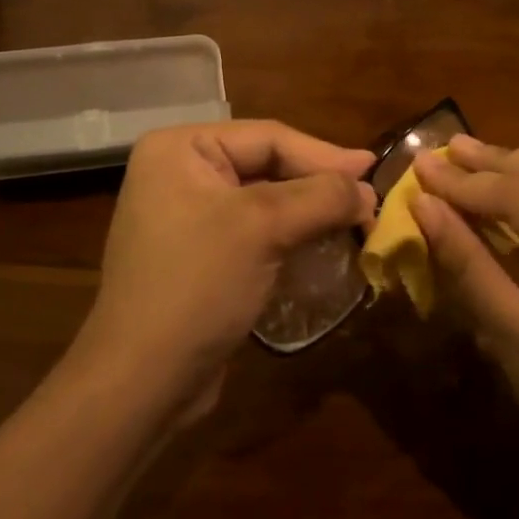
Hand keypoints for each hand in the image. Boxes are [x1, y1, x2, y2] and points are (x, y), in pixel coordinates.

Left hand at [78, 121, 375, 419]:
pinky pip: (254, 231)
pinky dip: (291, 236)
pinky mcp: (198, 255)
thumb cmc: (198, 285)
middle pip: (267, 165)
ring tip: (357, 222)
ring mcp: (186, 216)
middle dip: (319, 185)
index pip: (268, 137)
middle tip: (371, 200)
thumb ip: (322, 197)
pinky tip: (323, 246)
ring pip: (265, 201)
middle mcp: (178, 173)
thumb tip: (368, 190)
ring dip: (311, 212)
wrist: (143, 381)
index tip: (375, 170)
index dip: (326, 155)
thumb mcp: (263, 227)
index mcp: (180, 149)